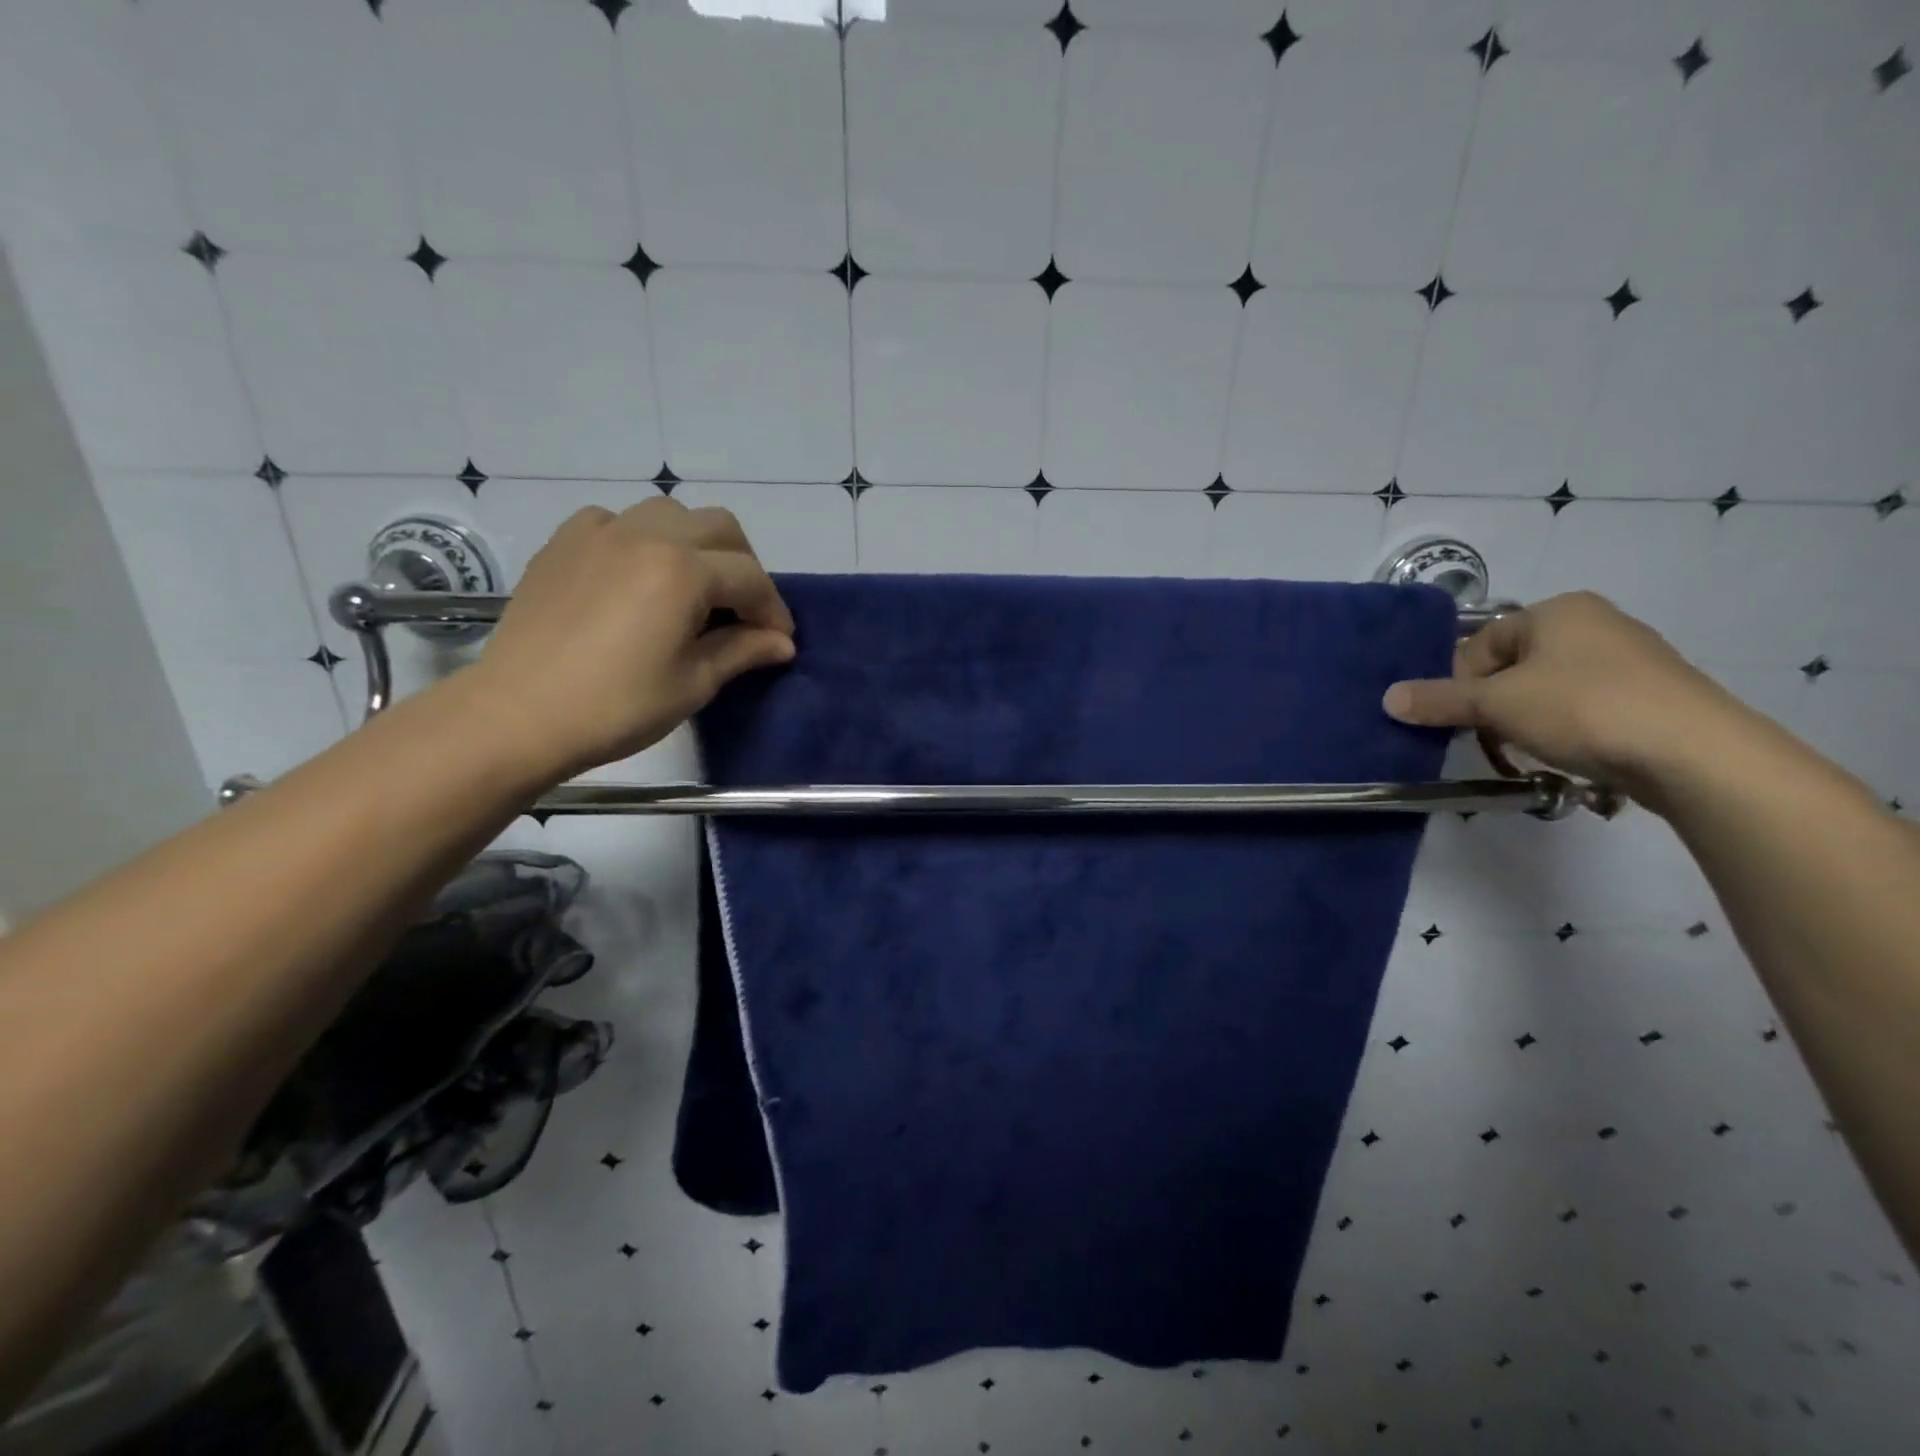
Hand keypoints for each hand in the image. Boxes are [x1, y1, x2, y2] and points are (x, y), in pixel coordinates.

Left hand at [461, 500, 794, 781]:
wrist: (518, 715)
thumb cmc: (616, 706)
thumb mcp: (693, 683)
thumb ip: (742, 651)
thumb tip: (782, 643)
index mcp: (683, 571)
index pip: (750, 578)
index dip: (772, 610)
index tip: (778, 641)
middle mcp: (646, 536)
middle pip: (718, 527)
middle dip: (744, 565)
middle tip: (743, 610)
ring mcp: (600, 533)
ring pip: (669, 513)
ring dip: (695, 543)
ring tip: (693, 586)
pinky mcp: (564, 543)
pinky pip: (616, 521)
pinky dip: (640, 540)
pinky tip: (635, 575)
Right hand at [1381, 592, 1741, 797]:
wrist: (1695, 753)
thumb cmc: (1583, 709)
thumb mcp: (1496, 705)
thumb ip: (1438, 700)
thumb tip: (1387, 698)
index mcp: (1557, 610)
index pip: (1480, 644)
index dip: (1459, 683)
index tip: (1458, 719)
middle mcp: (1595, 623)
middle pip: (1512, 666)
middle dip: (1492, 704)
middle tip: (1486, 737)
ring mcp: (1630, 659)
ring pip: (1547, 689)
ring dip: (1525, 720)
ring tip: (1528, 750)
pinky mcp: (1653, 696)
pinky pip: (1586, 707)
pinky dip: (1566, 729)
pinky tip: (1568, 754)